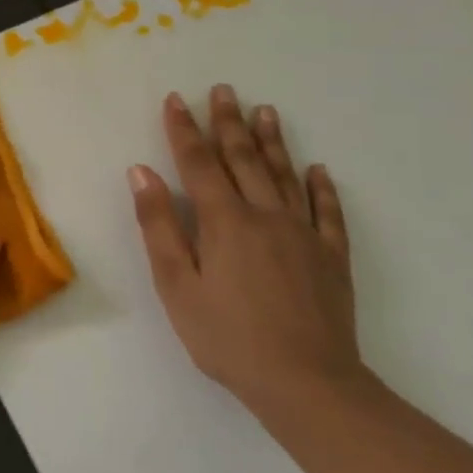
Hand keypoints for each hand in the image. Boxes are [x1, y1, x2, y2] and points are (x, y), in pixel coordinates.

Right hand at [129, 84, 362, 419]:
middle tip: (224, 90)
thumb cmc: (226, 337)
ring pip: (285, 176)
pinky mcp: (331, 258)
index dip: (184, 130)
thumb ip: (158, 225)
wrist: (306, 383)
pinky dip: (322, 188)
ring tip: (265, 111)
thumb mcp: (175, 284)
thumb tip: (141, 172)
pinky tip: (317, 170)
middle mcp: (265, 215)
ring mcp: (304, 235)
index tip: (176, 99)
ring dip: (272, 141)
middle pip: (243, 159)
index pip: (198, 164)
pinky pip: (328, 212)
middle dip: (229, 122)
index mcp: (224, 221)